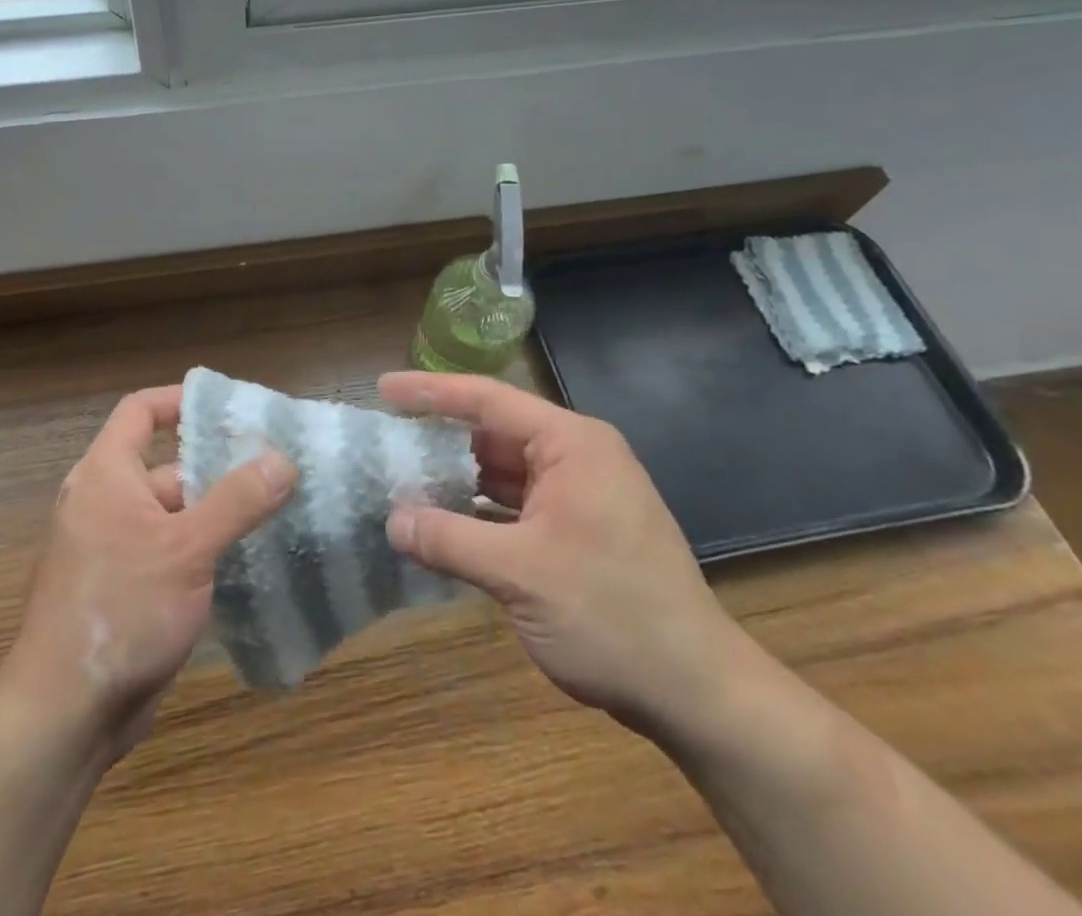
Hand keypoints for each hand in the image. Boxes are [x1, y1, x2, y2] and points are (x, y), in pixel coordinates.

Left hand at [0, 385, 297, 760]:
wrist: (64, 715)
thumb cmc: (121, 610)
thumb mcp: (187, 549)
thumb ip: (237, 501)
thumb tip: (282, 458)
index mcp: (106, 474)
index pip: (141, 411)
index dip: (181, 401)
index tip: (229, 409)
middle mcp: (105, 502)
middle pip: (167, 465)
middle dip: (217, 467)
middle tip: (275, 467)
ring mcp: (114, 548)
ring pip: (175, 514)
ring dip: (218, 514)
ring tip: (276, 512)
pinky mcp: (126, 588)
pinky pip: (171, 551)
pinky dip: (205, 550)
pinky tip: (250, 561)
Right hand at [379, 372, 743, 735]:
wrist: (697, 692)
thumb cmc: (611, 615)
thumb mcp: (518, 574)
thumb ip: (448, 539)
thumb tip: (392, 520)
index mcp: (570, 444)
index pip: (488, 399)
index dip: (431, 391)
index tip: (383, 388)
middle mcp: (578, 456)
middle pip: (495, 431)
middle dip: (441, 438)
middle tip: (388, 440)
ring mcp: (582, 493)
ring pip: (505, 470)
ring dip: (459, 478)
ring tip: (405, 481)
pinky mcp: (581, 529)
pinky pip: (519, 503)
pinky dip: (482, 509)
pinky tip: (447, 523)